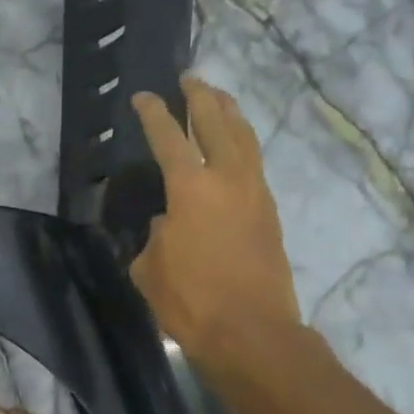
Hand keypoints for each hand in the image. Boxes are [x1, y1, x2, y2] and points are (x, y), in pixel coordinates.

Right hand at [129, 76, 300, 362]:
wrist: (253, 334)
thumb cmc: (191, 300)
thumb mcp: (151, 266)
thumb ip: (154, 234)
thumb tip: (168, 222)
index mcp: (191, 188)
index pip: (168, 137)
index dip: (153, 113)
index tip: (143, 96)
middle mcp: (228, 179)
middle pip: (217, 122)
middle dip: (201, 97)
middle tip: (190, 79)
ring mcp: (255, 193)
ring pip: (245, 138)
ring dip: (230, 113)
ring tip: (219, 98)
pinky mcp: (270, 213)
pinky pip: (255, 163)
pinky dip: (243, 143)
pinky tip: (236, 147)